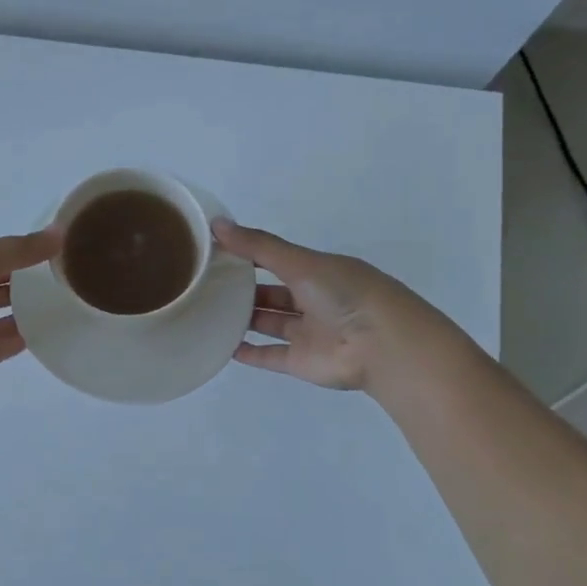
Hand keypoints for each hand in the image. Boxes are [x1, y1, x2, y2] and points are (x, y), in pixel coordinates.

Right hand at [213, 218, 432, 393]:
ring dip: (244, 318)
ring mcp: (306, 333)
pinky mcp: (300, 362)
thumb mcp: (301, 261)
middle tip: (206, 282)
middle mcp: (313, 301)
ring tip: (207, 310)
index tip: (215, 250)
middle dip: (244, 288)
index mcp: (318, 271)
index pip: (278, 260)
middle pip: (272, 293)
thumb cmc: (344, 293)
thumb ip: (258, 246)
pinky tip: (222, 346)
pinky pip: (269, 355)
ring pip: (270, 323)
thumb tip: (216, 224)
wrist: (381, 345)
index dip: (249, 254)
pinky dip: (248, 352)